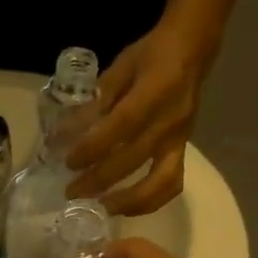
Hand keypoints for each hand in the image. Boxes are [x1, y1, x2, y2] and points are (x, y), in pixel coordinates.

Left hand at [65, 24, 212, 216]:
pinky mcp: (183, 150)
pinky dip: (148, 202)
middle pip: (133, 159)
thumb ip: (96, 101)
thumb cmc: (152, 55)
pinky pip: (171, 184)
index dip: (93, 147)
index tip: (68, 161)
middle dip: (99, 180)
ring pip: (159, 182)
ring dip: (127, 201)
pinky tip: (125, 207)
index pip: (121, 126)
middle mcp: (170, 120)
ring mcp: (179, 139)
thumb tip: (64, 133)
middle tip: (71, 192)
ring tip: (99, 208)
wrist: (193, 49)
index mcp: (154, 90)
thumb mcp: (120, 67)